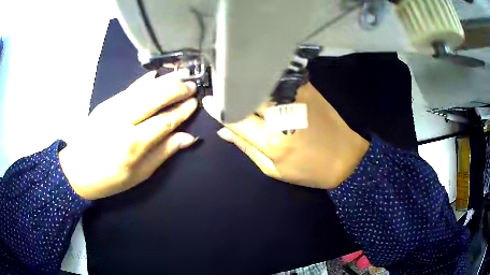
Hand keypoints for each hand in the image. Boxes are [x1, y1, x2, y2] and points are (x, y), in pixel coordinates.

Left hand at [59, 72, 197, 199]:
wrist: (77, 170)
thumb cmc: (110, 178)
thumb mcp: (140, 174)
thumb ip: (163, 153)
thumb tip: (187, 138)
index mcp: (133, 145)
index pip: (164, 121)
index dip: (182, 111)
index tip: (195, 102)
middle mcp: (123, 122)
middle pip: (154, 99)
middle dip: (176, 90)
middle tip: (191, 85)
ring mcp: (112, 109)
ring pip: (143, 89)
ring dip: (164, 80)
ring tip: (180, 74)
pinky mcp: (105, 103)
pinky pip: (129, 89)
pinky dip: (143, 81)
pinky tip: (155, 75)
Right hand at [203, 82, 368, 188]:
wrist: (346, 158)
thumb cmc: (309, 170)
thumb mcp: (274, 170)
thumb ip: (247, 148)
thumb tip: (223, 131)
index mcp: (272, 141)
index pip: (235, 117)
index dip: (219, 108)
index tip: (208, 99)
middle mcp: (282, 116)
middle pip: (246, 94)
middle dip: (230, 88)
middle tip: (219, 83)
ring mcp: (296, 99)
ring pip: (261, 82)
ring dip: (245, 79)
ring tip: (234, 76)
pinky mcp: (307, 89)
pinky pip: (280, 77)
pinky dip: (265, 75)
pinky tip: (258, 73)